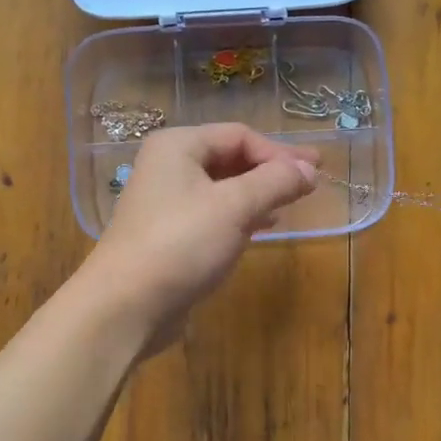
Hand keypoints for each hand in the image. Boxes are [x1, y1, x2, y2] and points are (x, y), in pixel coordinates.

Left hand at [84, 124, 318, 349]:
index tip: (314, 174)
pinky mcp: (169, 235)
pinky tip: (262, 226)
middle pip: (230, 158)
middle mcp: (168, 167)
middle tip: (310, 184)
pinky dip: (240, 215)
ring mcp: (166, 203)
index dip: (279, 152)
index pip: (239, 135)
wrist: (126, 305)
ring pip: (222, 188)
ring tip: (291, 203)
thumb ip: (276, 182)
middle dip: (270, 170)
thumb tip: (310, 171)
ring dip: (258, 192)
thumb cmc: (181, 243)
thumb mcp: (235, 207)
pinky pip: (213, 214)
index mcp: (178, 146)